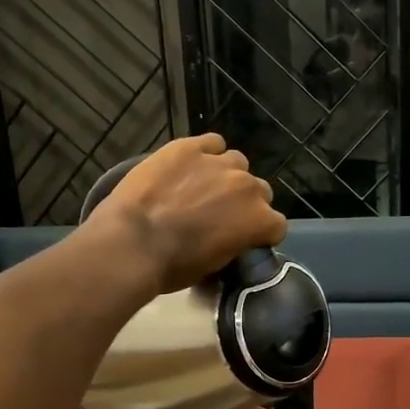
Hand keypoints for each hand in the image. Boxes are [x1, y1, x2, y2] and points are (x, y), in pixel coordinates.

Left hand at [94, 135, 287, 292]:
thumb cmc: (174, 266)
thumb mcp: (214, 266)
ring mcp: (218, 163)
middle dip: (246, 202)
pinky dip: (206, 153)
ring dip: (226, 175)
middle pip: (260, 190)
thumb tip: (232, 237)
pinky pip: (211, 143)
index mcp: (258, 220)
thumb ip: (234, 243)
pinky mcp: (189, 147)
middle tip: (221, 214)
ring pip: (237, 162)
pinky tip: (191, 164)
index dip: (262, 233)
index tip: (247, 238)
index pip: (277, 225)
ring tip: (203, 186)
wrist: (133, 242)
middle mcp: (247, 186)